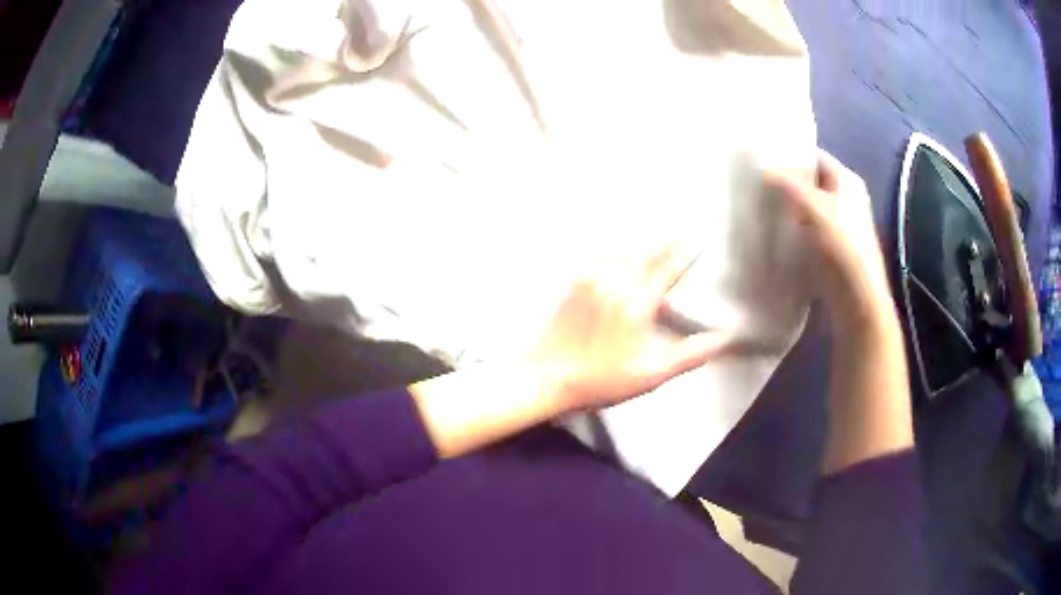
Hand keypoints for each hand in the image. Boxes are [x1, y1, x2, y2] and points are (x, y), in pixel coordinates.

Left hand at [529, 249, 730, 414]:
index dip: (684, 254)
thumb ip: (689, 354)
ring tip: (653, 241)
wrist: (547, 376)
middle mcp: (615, 283)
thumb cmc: (601, 378)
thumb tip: (722, 339)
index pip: (668, 270)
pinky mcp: (574, 285)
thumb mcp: (651, 374)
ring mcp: (591, 280)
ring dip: (641, 244)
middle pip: (646, 254)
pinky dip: (615, 250)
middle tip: (679, 235)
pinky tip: (617, 252)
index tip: (696, 241)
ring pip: (622, 251)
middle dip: (665, 244)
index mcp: (637, 303)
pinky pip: (599, 257)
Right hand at [766, 150, 894, 328]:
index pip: (815, 156)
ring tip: (759, 204)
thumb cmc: (843, 245)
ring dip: (787, 206)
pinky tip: (774, 230)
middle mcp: (845, 198)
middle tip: (755, 182)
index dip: (791, 155)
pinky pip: (807, 228)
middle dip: (785, 182)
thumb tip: (763, 169)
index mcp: (847, 181)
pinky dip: (792, 227)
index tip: (762, 158)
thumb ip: (789, 184)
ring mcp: (839, 223)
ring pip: (807, 206)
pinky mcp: (831, 246)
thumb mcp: (815, 207)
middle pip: (810, 181)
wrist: (858, 297)